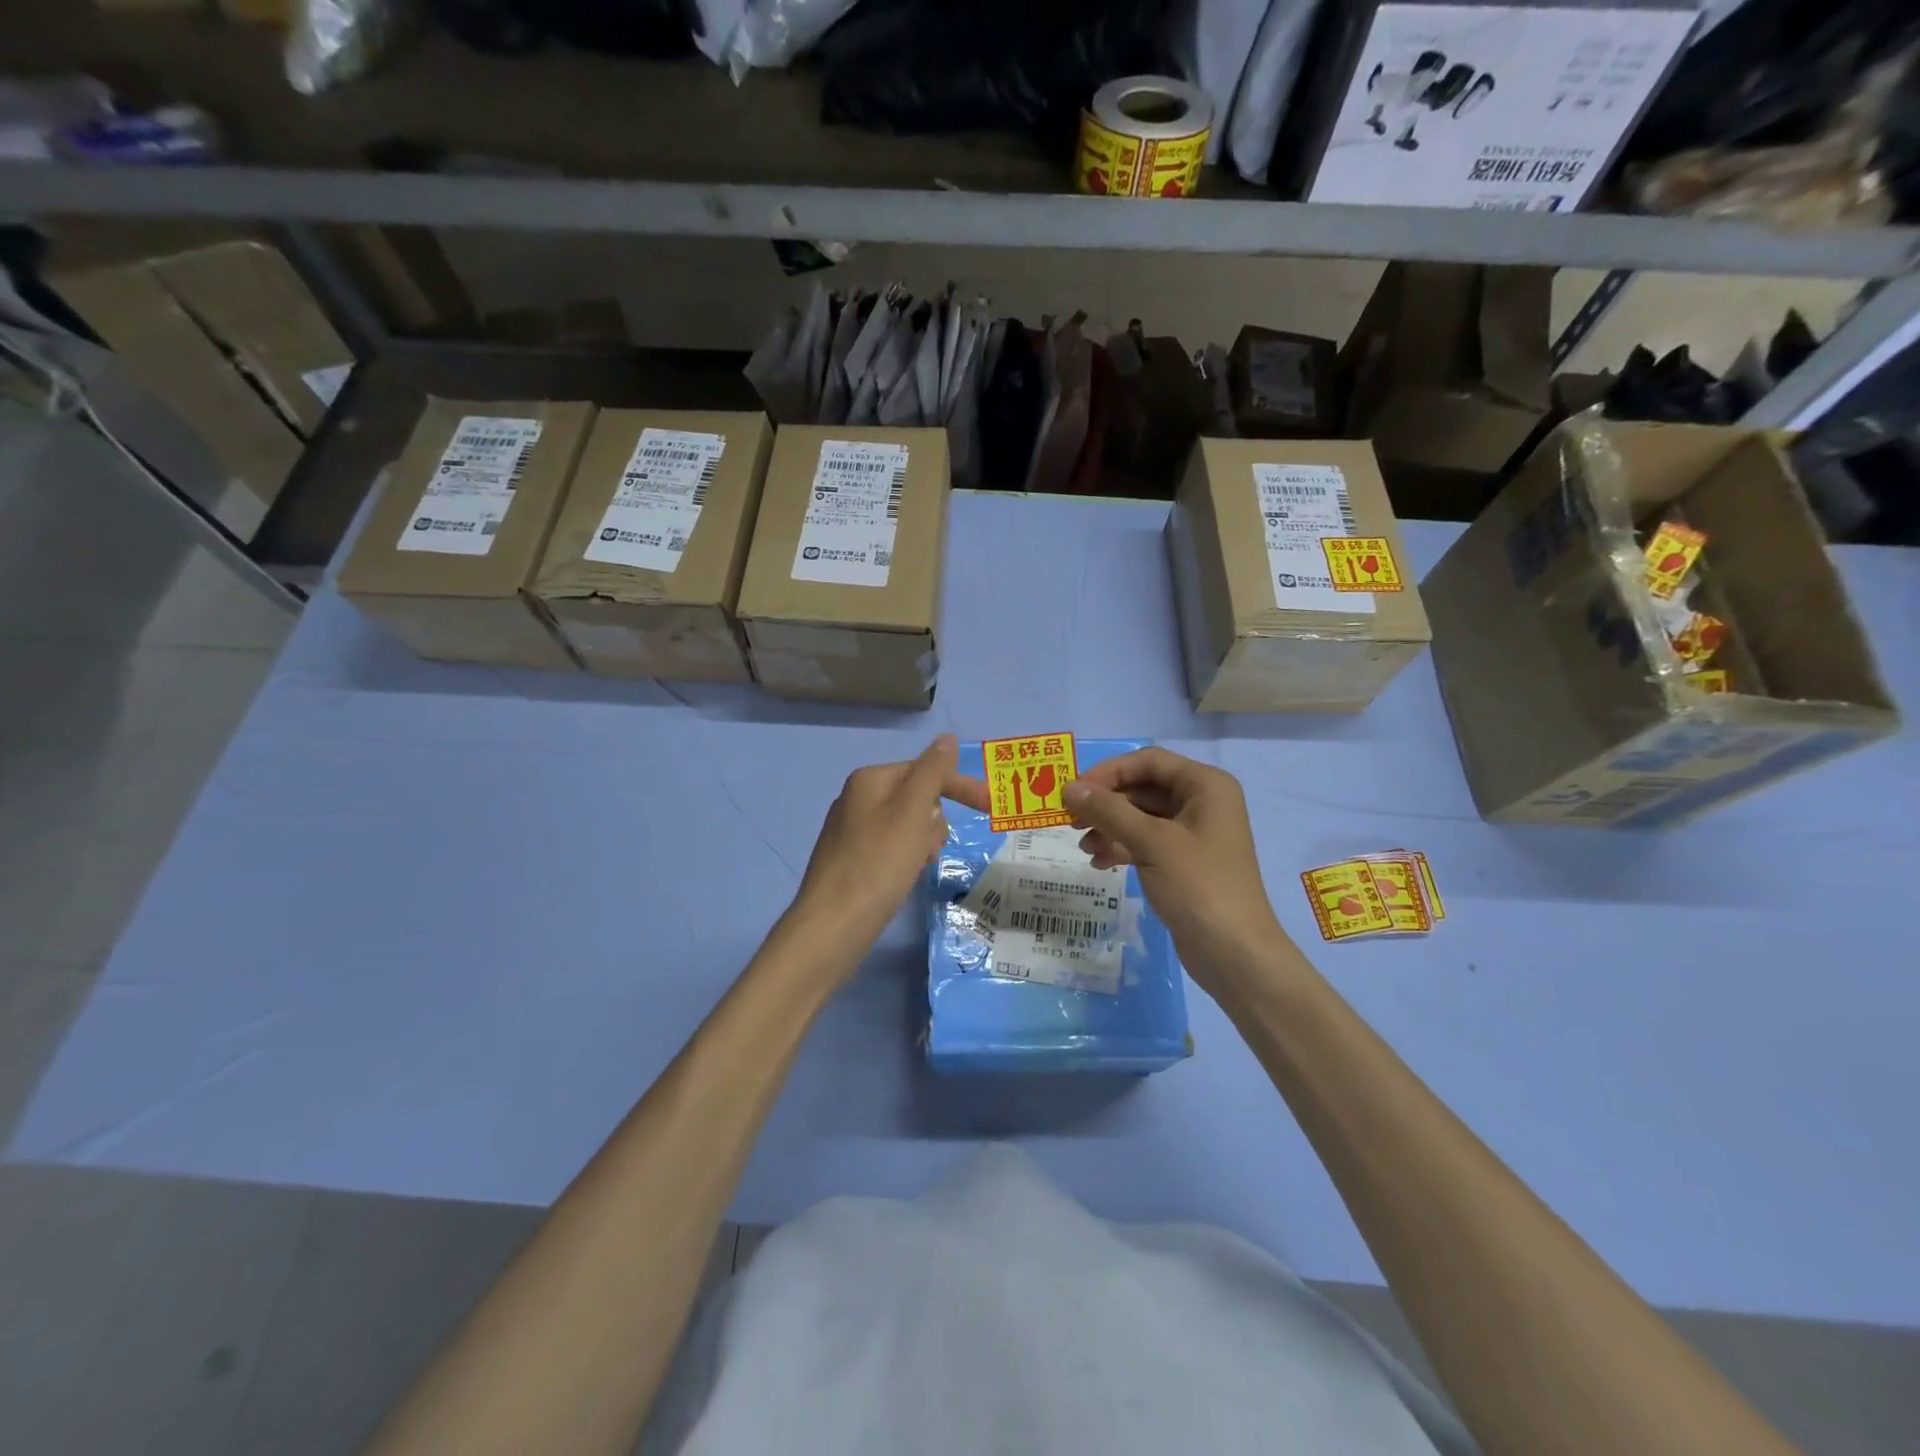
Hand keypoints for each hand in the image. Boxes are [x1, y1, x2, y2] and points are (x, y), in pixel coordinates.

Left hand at [786, 735, 989, 973]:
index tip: (991, 807)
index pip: (926, 770)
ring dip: (923, 841)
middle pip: (917, 798)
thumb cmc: (878, 864)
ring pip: (906, 825)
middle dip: (935, 821)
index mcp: (869, 780)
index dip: (960, 787)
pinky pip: (891, 848)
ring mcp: (850, 831)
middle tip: (932, 849)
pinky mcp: (850, 861)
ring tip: (918, 865)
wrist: (833, 925)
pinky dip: (906, 858)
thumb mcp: (912, 812)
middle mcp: (855, 799)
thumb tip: (946, 738)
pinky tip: (903, 878)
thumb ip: (932, 772)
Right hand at [1062, 748, 1291, 987]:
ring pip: (1141, 816)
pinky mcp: (1185, 862)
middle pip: (1143, 788)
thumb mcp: (1150, 842)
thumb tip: (1069, 788)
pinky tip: (1100, 863)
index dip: (1109, 772)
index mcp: (1206, 786)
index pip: (1148, 761)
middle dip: (1106, 803)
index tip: (1075, 791)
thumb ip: (1108, 810)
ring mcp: (1194, 834)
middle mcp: (1203, 802)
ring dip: (1109, 827)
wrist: (1235, 953)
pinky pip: (1146, 841)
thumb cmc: (1198, 886)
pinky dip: (1122, 847)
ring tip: (1084, 847)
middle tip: (1071, 820)